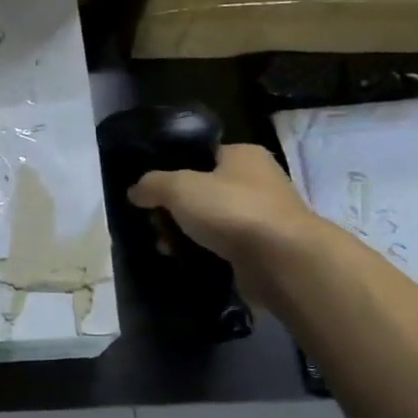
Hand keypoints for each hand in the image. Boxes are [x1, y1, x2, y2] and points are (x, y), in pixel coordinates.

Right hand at [127, 143, 329, 304]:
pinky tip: (185, 261)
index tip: (150, 191)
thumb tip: (135, 191)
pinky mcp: (262, 250)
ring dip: (185, 234)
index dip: (172, 170)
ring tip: (165, 248)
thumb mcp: (179, 187)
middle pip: (202, 191)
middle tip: (154, 224)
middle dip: (174, 209)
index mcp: (243, 155)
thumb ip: (152, 184)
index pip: (201, 155)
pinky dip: (203, 254)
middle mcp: (257, 181)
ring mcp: (262, 218)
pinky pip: (222, 248)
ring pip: (211, 222)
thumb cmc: (231, 210)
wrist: (281, 261)